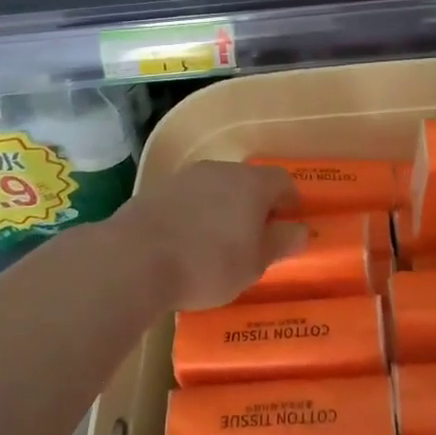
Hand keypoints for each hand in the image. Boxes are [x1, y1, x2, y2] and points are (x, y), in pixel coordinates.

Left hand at [111, 161, 306, 309]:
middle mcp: (221, 170)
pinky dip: (194, 215)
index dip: (289, 202)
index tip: (288, 225)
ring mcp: (186, 177)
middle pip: (247, 182)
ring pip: (215, 188)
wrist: (134, 259)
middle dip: (254, 206)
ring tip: (217, 244)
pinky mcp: (157, 190)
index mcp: (252, 183)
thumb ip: (281, 243)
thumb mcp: (254, 263)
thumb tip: (301, 230)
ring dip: (222, 209)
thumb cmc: (208, 263)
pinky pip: (188, 199)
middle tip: (254, 238)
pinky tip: (185, 243)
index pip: (282, 181)